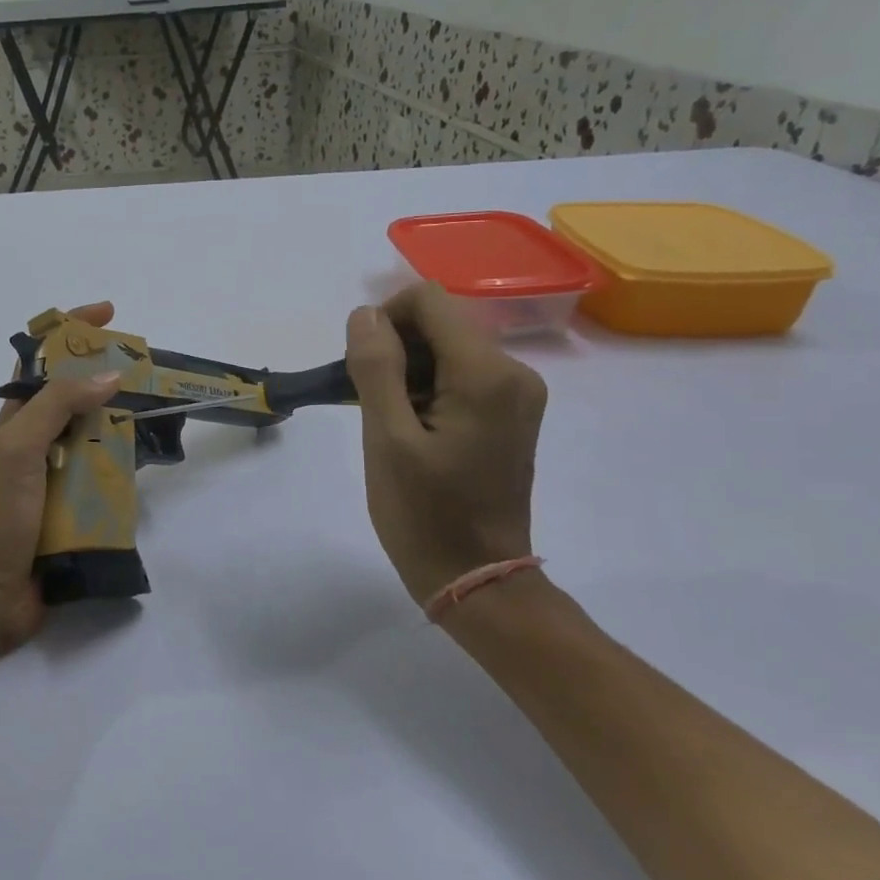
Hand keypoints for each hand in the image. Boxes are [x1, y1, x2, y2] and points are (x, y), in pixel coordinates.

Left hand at [0, 301, 121, 653]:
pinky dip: (127, 471)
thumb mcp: (19, 446)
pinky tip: (152, 467)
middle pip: (81, 397)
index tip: (110, 313)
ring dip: (125, 427)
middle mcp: (41, 442)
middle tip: (152, 372)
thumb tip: (110, 375)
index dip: (74, 331)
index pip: (46, 360)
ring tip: (162, 417)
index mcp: (20, 418)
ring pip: (100, 439)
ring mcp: (59, 478)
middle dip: (112, 380)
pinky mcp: (76, 512)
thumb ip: (59, 405)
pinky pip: (108, 482)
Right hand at [343, 284, 547, 607]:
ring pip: (448, 348)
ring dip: (407, 370)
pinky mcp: (511, 413)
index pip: (430, 301)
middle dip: (394, 347)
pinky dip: (427, 387)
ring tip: (385, 420)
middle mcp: (514, 372)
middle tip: (366, 400)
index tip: (361, 367)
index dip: (385, 319)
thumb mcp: (387, 439)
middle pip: (441, 322)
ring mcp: (517, 394)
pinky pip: (461, 375)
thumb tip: (366, 314)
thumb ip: (376, 367)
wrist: (477, 578)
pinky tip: (410, 427)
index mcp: (486, 374)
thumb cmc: (425, 513)